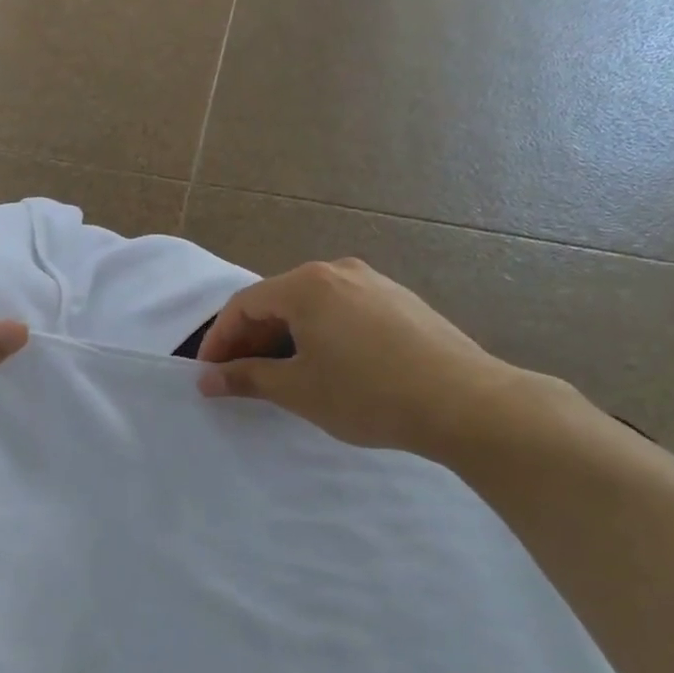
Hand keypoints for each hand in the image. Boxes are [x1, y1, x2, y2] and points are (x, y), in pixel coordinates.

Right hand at [197, 259, 528, 456]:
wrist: (465, 401)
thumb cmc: (368, 394)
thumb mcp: (298, 389)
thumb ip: (247, 378)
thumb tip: (208, 379)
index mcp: (306, 285)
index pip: (244, 305)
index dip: (219, 340)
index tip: (208, 375)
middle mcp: (338, 271)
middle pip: (277, 300)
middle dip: (251, 339)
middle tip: (239, 377)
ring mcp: (374, 282)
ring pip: (311, 306)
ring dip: (285, 337)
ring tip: (280, 375)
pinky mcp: (400, 301)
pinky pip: (342, 311)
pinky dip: (319, 334)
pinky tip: (326, 365)